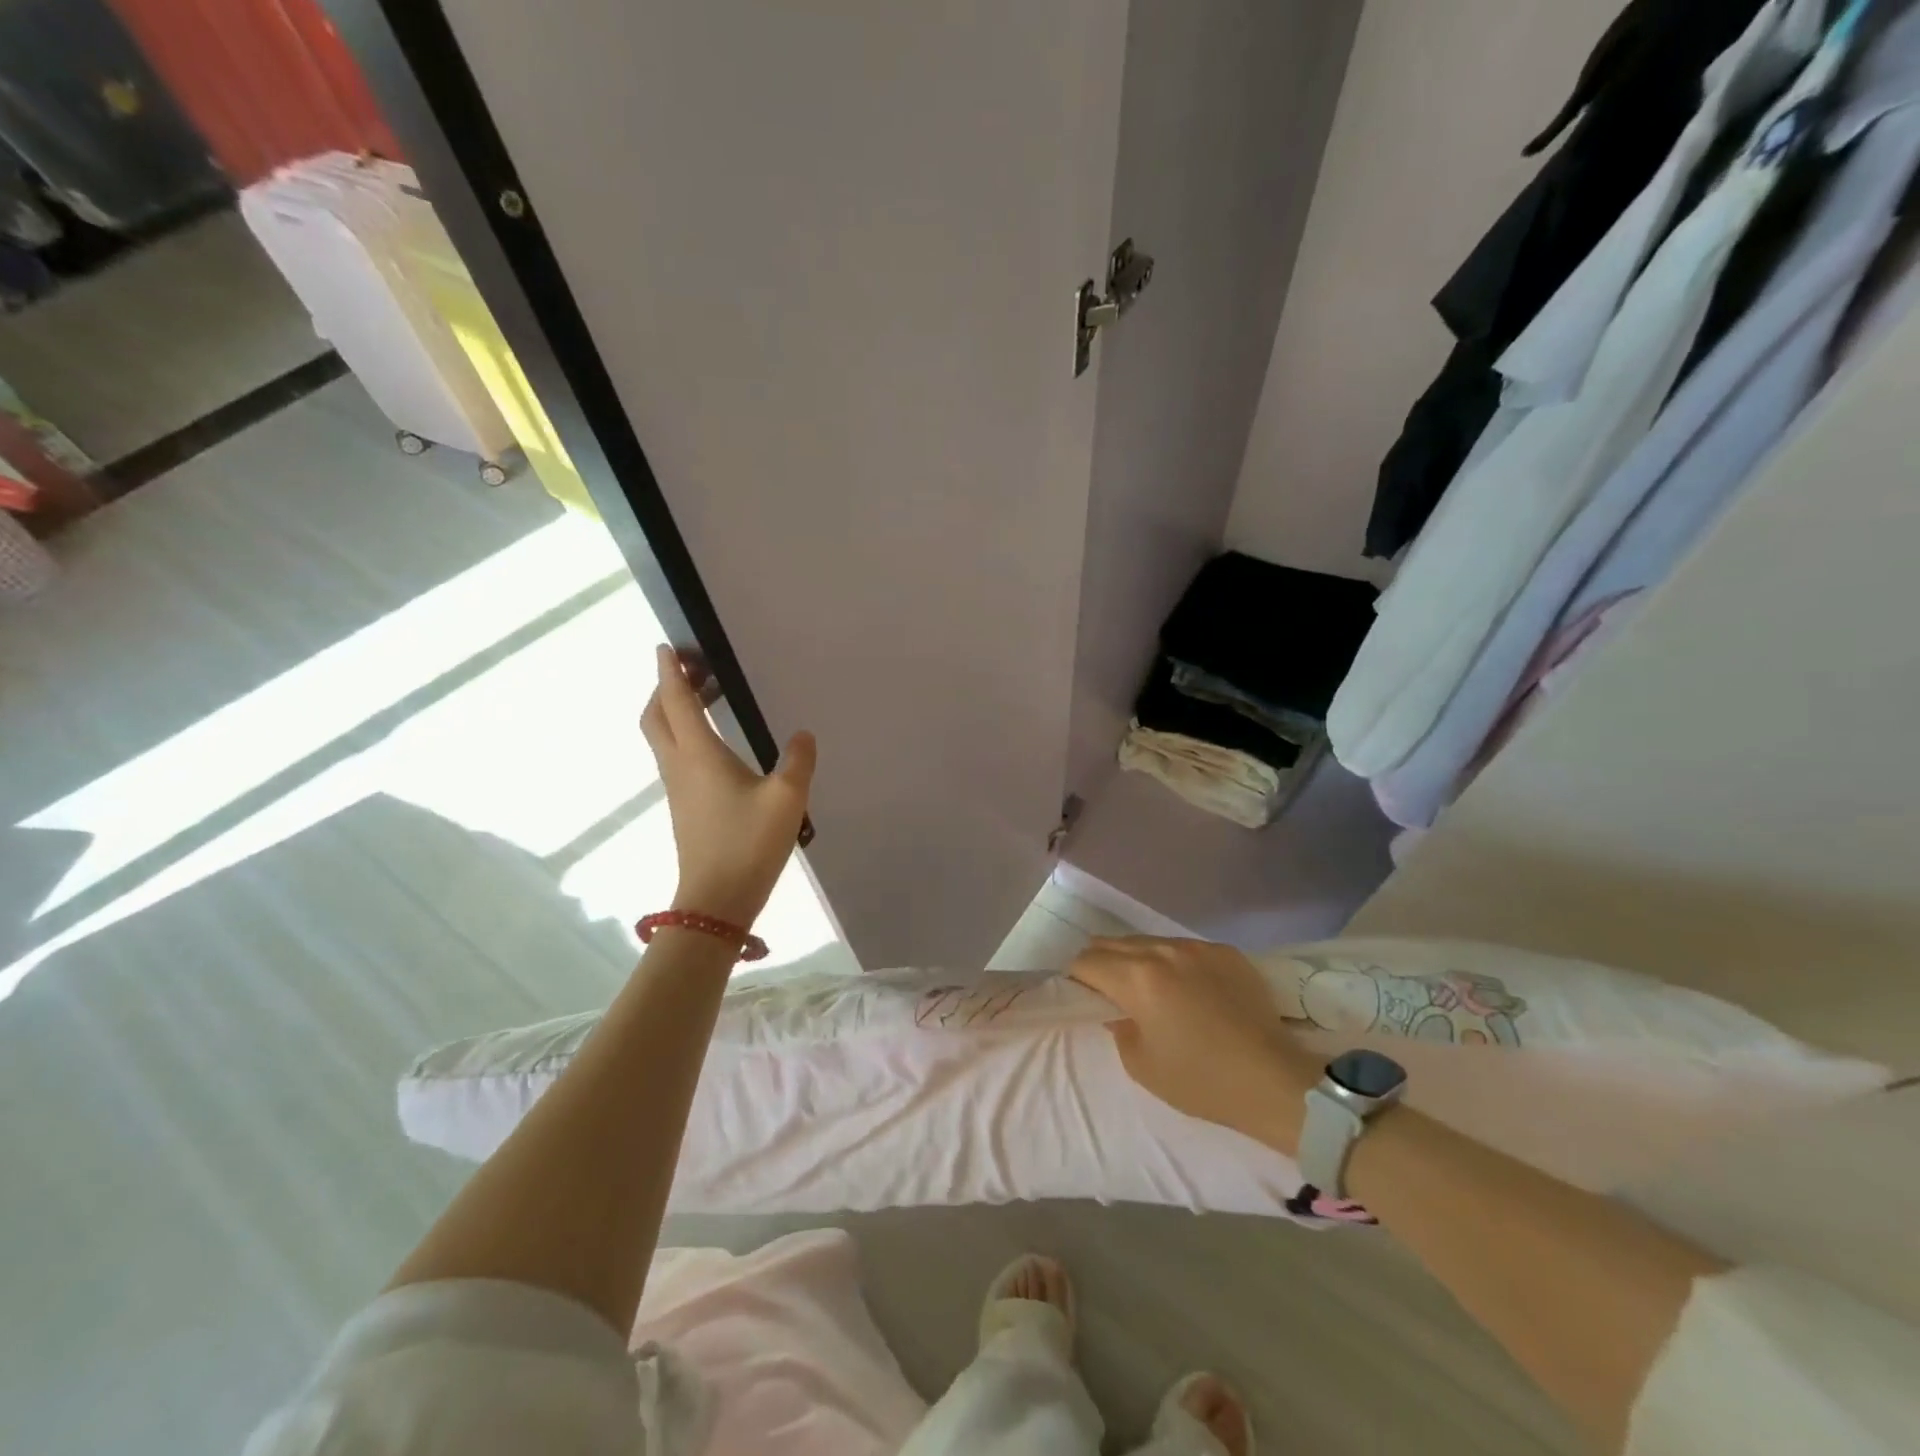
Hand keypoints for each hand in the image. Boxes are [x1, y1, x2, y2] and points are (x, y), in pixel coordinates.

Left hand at [640, 645, 815, 924]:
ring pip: (663, 737)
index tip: (667, 647)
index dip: (670, 672)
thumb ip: (798, 761)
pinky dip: (685, 735)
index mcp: (699, 754)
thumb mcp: (787, 799)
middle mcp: (680, 765)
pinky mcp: (684, 806)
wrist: (717, 900)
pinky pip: (675, 756)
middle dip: (665, 688)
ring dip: (675, 711)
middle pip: (656, 716)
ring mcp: (677, 788)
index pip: (676, 702)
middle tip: (692, 671)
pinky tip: (716, 744)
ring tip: (706, 699)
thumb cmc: (749, 844)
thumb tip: (802, 736)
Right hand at [1068, 936, 1321, 1154]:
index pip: (1087, 961)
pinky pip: (1185, 948)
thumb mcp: (1142, 1065)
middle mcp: (1164, 951)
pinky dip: (1174, 963)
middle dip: (1101, 962)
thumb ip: (1119, 1029)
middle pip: (1113, 943)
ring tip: (1147, 987)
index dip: (1076, 977)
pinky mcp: (1227, 952)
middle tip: (1106, 990)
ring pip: (1149, 941)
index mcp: (1137, 978)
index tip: (1081, 995)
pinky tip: (1187, 989)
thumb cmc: (1202, 1080)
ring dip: (1137, 959)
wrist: (1276, 1082)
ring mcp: (1198, 948)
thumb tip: (1118, 1011)